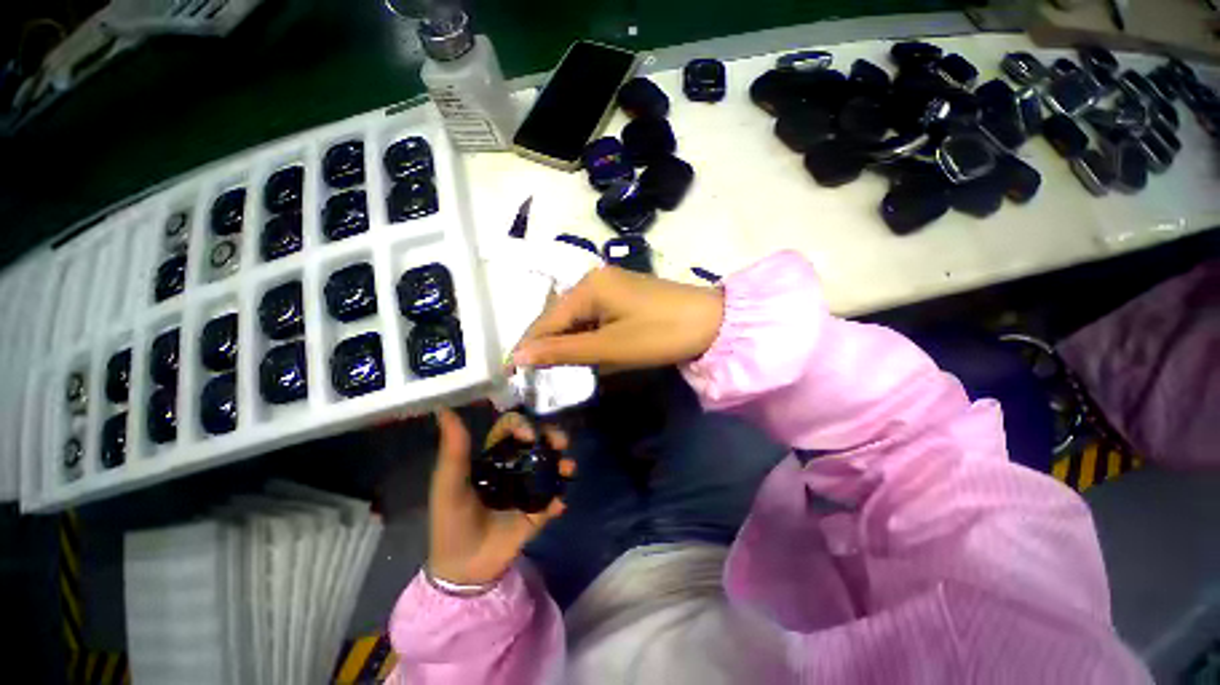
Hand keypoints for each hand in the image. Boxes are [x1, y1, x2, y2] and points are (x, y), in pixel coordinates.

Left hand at [427, 409, 573, 586]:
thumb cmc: (451, 521)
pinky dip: (559, 499)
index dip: (523, 424)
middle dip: (553, 437)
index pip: (512, 428)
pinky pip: (554, 499)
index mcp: (494, 456)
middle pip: (539, 441)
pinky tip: (557, 506)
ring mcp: (529, 488)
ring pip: (552, 466)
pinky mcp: (538, 510)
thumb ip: (453, 450)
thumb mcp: (448, 484)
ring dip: (564, 464)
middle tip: (561, 442)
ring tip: (569, 469)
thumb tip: (443, 409)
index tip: (528, 435)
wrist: (462, 568)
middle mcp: (515, 466)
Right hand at [513, 266, 724, 369]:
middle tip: (533, 378)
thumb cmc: (660, 334)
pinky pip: (593, 317)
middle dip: (546, 347)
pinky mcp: (623, 296)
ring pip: (576, 319)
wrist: (713, 322)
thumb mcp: (610, 347)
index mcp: (587, 287)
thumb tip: (518, 356)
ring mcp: (610, 286)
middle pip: (558, 317)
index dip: (527, 348)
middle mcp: (593, 280)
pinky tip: (583, 352)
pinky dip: (586, 337)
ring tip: (553, 370)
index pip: (545, 320)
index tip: (511, 376)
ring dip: (566, 344)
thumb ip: (563, 351)